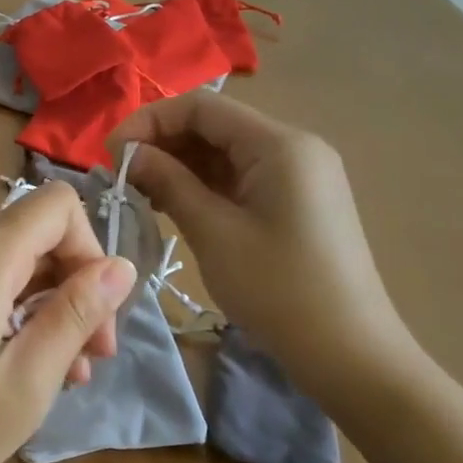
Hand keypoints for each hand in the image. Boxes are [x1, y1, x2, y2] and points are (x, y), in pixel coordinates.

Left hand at [0, 183, 136, 462]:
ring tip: (61, 374)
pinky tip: (21, 362)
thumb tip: (122, 266)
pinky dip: (12, 307)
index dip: (89, 250)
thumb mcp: (27, 381)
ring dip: (46, 305)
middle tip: (89, 360)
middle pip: (36, 234)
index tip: (96, 315)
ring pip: (13, 259)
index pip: (57, 205)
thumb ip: (75, 315)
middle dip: (73, 287)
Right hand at [110, 93, 423, 407]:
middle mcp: (291, 147)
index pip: (201, 107)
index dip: (149, 121)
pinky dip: (201, 184)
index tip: (111, 154)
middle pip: (212, 124)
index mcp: (279, 144)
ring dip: (178, 164)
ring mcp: (296, 174)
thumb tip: (129, 154)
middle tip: (121, 176)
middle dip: (161, 143)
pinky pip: (238, 175)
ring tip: (139, 192)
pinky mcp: (294, 200)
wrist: (351, 355)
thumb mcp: (213, 232)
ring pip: (222, 151)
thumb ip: (168, 182)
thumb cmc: (278, 289)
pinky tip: (170, 204)